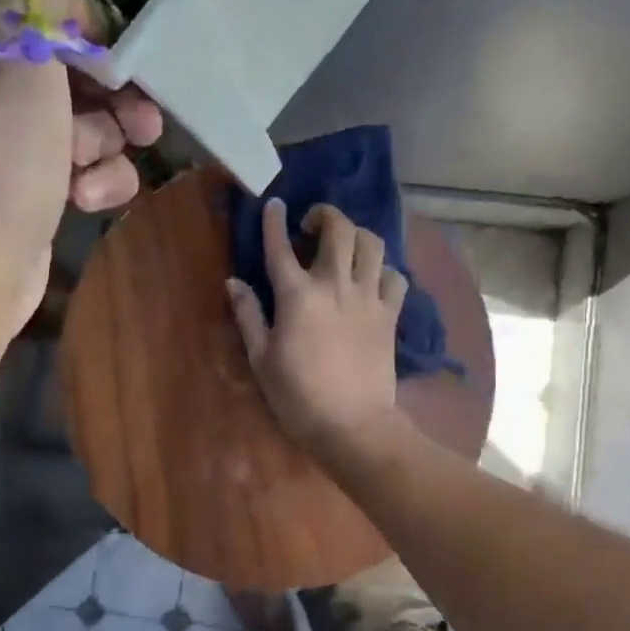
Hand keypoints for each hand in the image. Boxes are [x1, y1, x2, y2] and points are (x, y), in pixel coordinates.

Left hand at [0, 0, 160, 344]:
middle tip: (145, 116)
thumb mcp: (19, 49)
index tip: (125, 49)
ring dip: (107, 142)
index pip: (38, 6)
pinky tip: (86, 199)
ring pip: (86, 123)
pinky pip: (83, 168)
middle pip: (71, 70)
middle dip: (115, 93)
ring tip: (101, 163)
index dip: (90, 25)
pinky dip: (96, 181)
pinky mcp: (31, 190)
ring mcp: (7, 143)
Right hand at [227, 200, 407, 463]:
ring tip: (346, 245)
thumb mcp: (261, 359)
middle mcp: (335, 285)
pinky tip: (373, 279)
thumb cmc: (298, 397)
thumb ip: (248, 316)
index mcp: (298, 296)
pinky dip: (384, 270)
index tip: (274, 205)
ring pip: (372, 244)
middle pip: (339, 229)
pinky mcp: (390, 315)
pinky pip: (395, 277)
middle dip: (325, 215)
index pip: (281, 246)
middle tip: (313, 224)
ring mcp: (368, 298)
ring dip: (357, 235)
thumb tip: (234, 282)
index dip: (274, 221)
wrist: (352, 426)